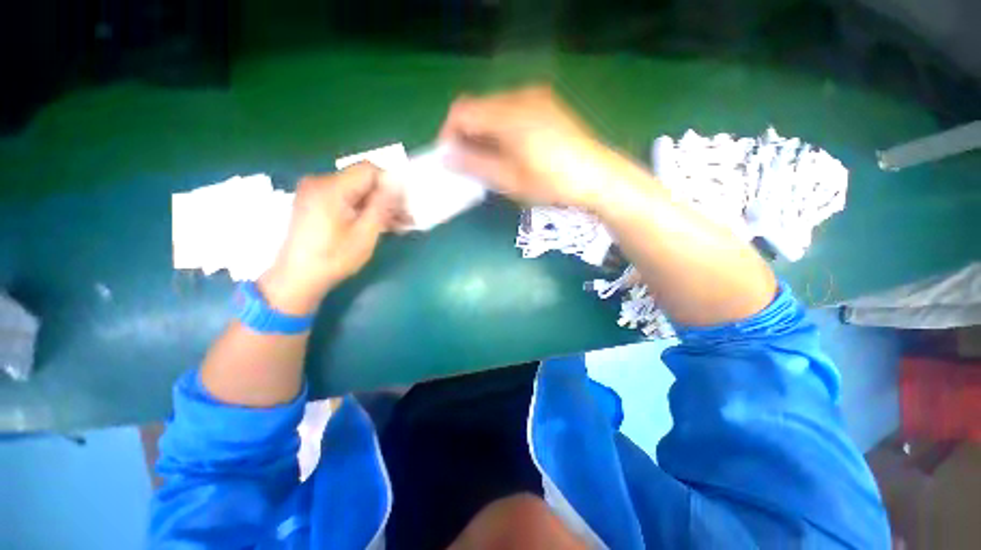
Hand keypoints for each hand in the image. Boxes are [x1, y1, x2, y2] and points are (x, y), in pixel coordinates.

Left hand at [260, 163, 393, 314]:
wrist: (297, 278)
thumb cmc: (334, 258)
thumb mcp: (365, 233)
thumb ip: (382, 205)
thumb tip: (397, 183)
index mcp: (331, 188)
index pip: (369, 170)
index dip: (391, 184)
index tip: (404, 206)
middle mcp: (320, 182)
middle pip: (363, 180)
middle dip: (386, 197)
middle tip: (405, 218)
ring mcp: (315, 192)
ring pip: (356, 190)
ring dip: (377, 204)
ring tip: (396, 224)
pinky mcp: (314, 202)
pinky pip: (346, 198)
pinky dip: (362, 208)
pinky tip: (377, 223)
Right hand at [438, 86, 628, 208]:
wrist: (596, 176)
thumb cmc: (551, 182)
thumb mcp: (509, 180)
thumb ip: (475, 165)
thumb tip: (448, 157)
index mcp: (507, 113)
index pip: (462, 111)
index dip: (449, 133)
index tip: (449, 158)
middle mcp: (519, 95)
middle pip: (477, 106)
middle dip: (466, 133)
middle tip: (468, 162)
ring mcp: (536, 96)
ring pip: (494, 108)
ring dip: (483, 131)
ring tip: (488, 159)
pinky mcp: (547, 103)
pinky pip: (512, 109)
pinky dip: (501, 127)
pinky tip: (509, 148)